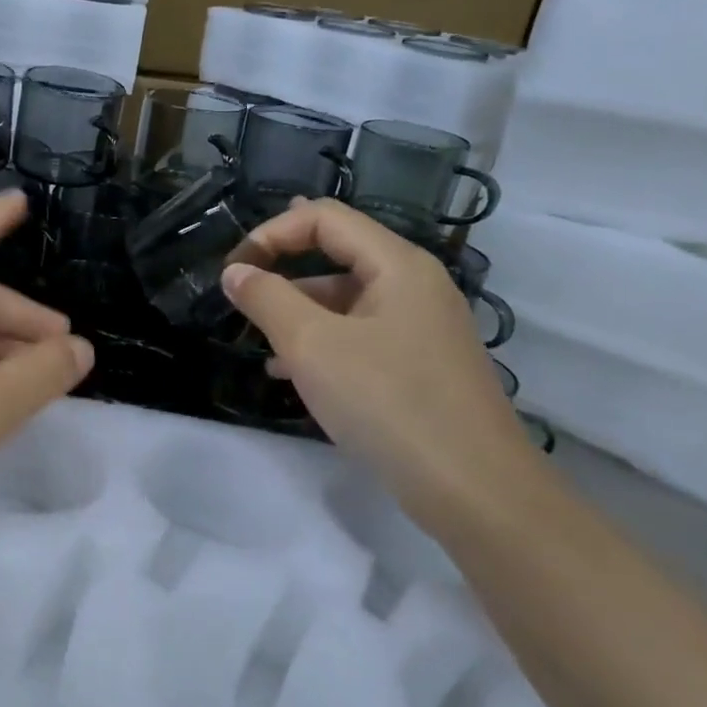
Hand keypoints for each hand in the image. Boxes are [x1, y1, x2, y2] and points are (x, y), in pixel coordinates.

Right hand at [222, 199, 536, 520]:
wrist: (473, 488)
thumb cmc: (387, 402)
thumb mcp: (312, 346)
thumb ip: (267, 299)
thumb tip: (236, 272)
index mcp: (397, 264)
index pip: (324, 218)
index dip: (271, 233)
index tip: (233, 272)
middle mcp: (415, 285)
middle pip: (338, 255)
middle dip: (284, 275)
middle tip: (243, 304)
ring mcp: (423, 327)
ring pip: (348, 302)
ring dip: (300, 315)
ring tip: (264, 348)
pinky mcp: (422, 366)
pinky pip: (362, 337)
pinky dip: (324, 345)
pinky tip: (296, 376)